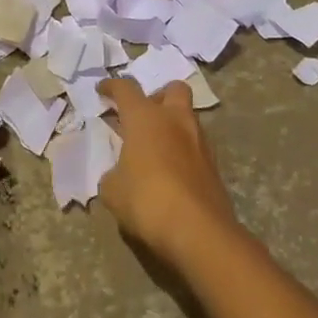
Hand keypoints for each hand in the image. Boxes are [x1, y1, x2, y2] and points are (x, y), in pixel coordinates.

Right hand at [96, 78, 242, 269]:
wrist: (198, 231)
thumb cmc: (146, 200)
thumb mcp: (112, 190)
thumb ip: (113, 174)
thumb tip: (119, 174)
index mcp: (145, 118)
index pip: (126, 88)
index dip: (112, 86)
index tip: (102, 91)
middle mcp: (175, 120)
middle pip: (173, 89)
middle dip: (158, 96)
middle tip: (144, 114)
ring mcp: (199, 141)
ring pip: (188, 117)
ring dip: (173, 125)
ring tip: (156, 147)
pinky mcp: (215, 166)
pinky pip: (196, 146)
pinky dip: (183, 150)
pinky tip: (172, 171)